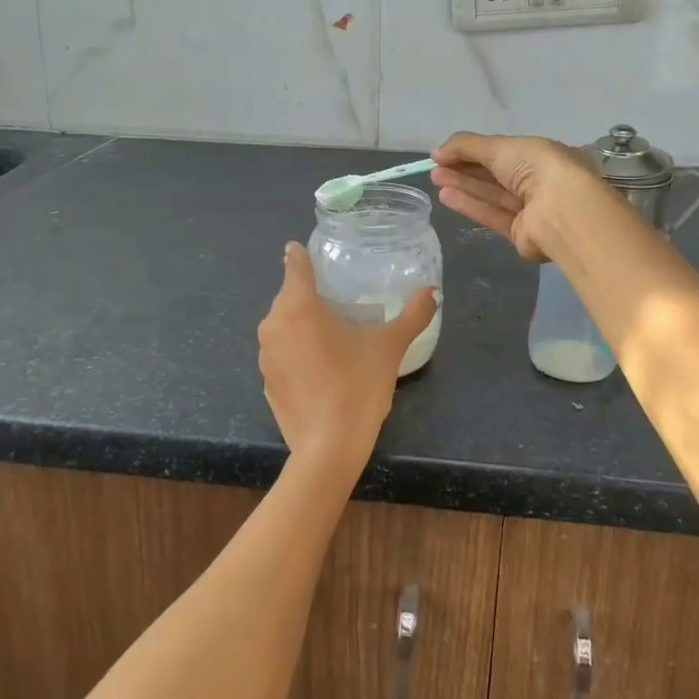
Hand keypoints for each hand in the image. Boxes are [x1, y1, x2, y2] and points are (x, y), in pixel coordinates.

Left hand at [257, 243, 437, 473]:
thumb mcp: (389, 347)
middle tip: (336, 296)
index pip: (295, 265)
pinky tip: (319, 365)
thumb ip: (412, 315)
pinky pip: (281, 353)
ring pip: (283, 325)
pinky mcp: (266, 381)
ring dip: (301, 323)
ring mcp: (266, 355)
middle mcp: (274, 324)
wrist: (328, 448)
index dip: (301, 255)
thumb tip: (432, 291)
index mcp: (298, 306)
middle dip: (308, 293)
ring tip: (330, 331)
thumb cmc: (357, 387)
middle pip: (289, 296)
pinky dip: (296, 351)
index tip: (307, 249)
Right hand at [430, 132, 594, 261]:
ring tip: (436, 179)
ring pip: (492, 194)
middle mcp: (537, 181)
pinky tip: (446, 196)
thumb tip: (437, 151)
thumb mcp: (499, 146)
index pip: (502, 151)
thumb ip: (465, 146)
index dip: (472, 150)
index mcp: (540, 154)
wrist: (561, 210)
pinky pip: (492, 215)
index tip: (445, 153)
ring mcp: (531, 209)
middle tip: (435, 167)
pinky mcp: (521, 233)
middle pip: (495, 174)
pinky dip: (470, 205)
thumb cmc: (535, 167)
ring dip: (464, 185)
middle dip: (465, 169)